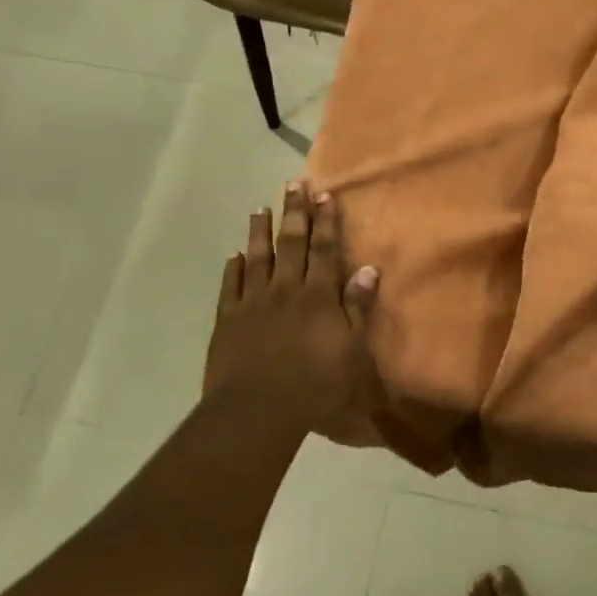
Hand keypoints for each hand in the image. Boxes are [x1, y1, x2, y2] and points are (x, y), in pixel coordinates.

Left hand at [203, 182, 380, 432]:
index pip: (324, 251)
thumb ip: (357, 307)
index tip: (325, 195)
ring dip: (259, 232)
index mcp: (318, 296)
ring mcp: (253, 302)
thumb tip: (368, 268)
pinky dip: (233, 269)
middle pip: (291, 244)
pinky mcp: (228, 320)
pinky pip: (230, 286)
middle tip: (294, 184)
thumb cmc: (315, 385)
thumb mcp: (351, 350)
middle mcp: (285, 290)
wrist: (257, 410)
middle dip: (295, 213)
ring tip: (260, 208)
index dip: (326, 222)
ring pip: (257, 258)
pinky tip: (234, 256)